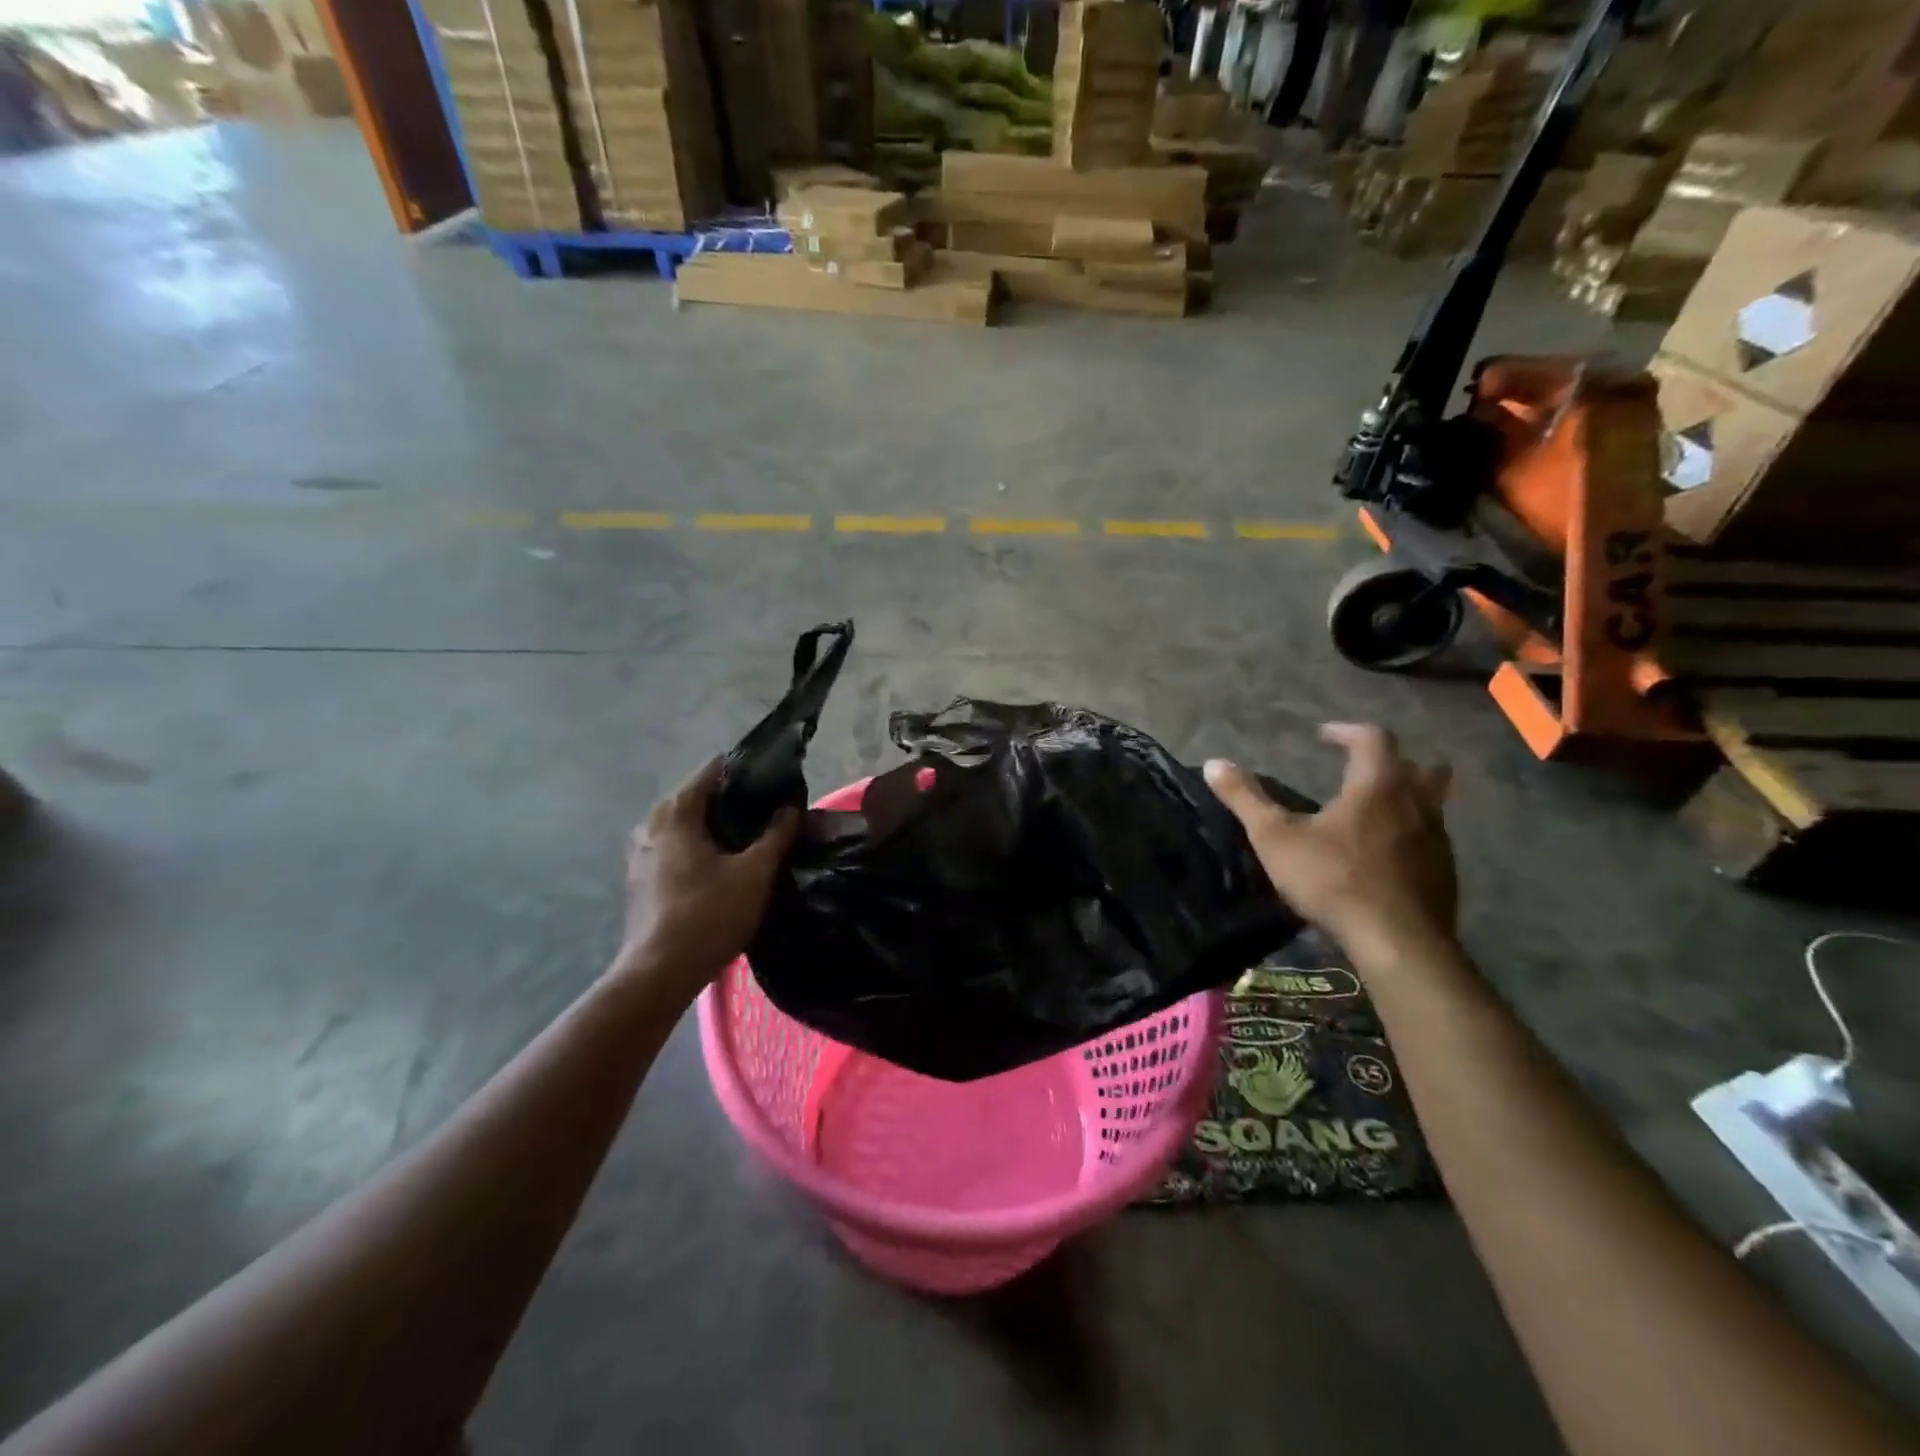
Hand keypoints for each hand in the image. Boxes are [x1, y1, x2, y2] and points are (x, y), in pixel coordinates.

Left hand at [616, 758, 798, 994]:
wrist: (659, 973)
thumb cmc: (708, 915)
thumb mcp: (755, 873)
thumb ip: (777, 834)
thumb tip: (791, 807)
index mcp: (675, 811)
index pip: (714, 770)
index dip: (748, 772)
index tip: (777, 783)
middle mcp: (651, 823)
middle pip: (700, 797)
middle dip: (735, 801)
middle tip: (772, 813)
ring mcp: (640, 852)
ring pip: (688, 825)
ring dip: (718, 827)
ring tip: (754, 839)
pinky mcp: (640, 878)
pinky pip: (676, 847)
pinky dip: (701, 847)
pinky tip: (726, 866)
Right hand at [1206, 723, 1456, 960]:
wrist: (1397, 943)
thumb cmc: (1333, 879)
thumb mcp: (1275, 838)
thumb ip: (1245, 798)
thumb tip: (1213, 763)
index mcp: (1378, 785)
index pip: (1373, 737)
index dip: (1346, 731)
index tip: (1322, 736)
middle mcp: (1417, 803)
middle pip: (1423, 765)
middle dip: (1396, 760)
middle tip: (1364, 769)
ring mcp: (1438, 839)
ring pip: (1432, 804)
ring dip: (1407, 799)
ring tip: (1372, 813)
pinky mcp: (1445, 873)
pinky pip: (1432, 840)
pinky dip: (1411, 836)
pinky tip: (1384, 857)